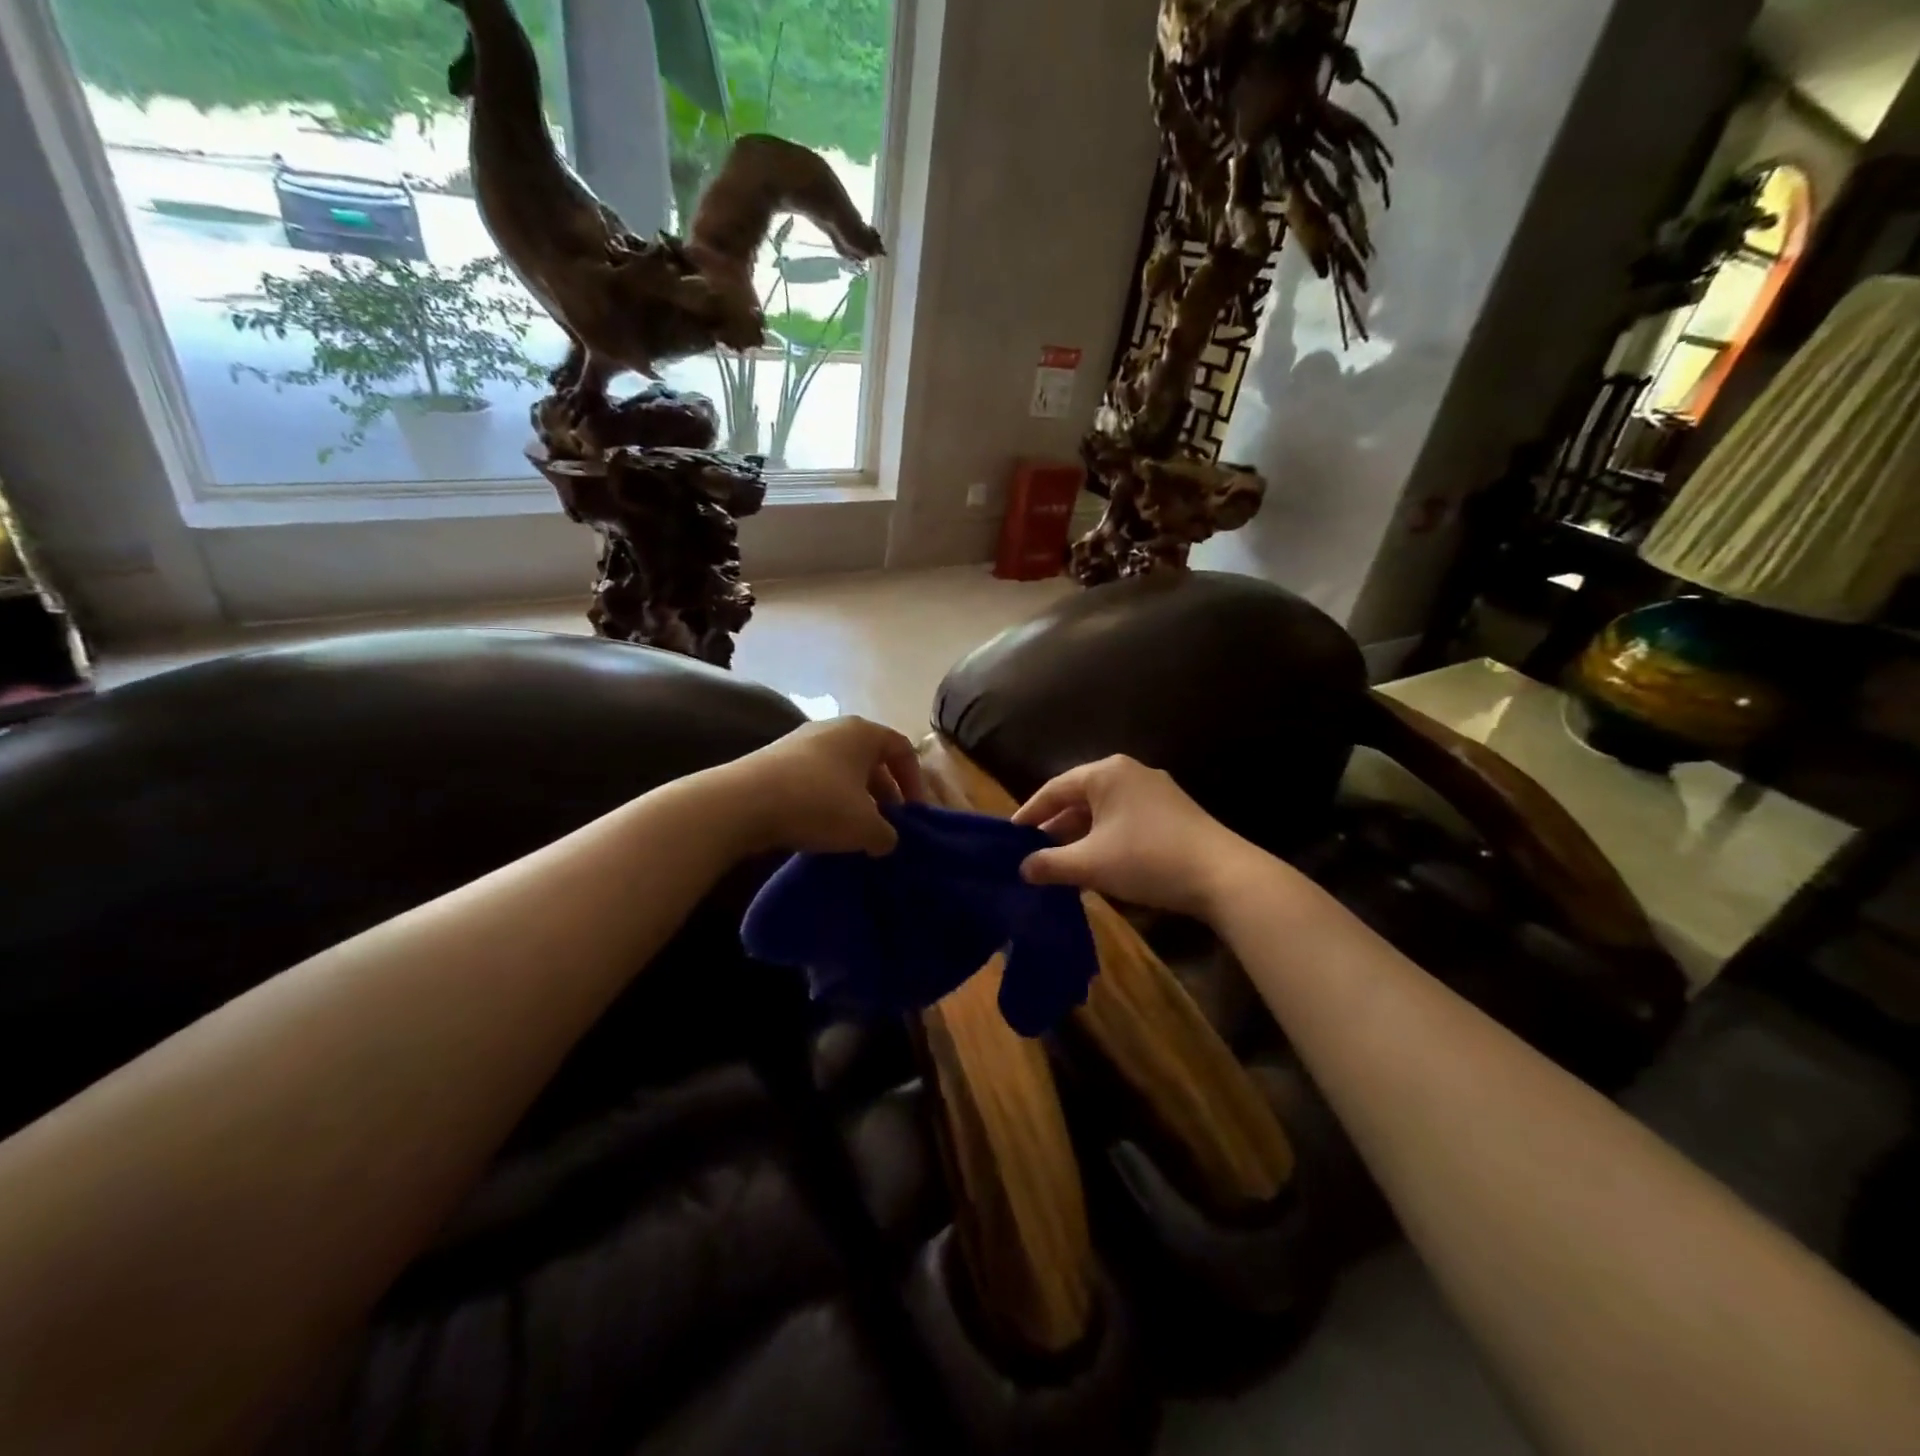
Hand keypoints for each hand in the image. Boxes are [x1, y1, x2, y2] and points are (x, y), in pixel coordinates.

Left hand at [714, 716, 926, 856]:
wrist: (742, 803)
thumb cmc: (818, 804)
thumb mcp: (865, 827)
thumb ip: (888, 835)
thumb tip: (886, 839)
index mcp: (863, 732)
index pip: (902, 749)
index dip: (914, 782)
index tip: (913, 814)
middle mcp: (834, 728)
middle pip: (871, 759)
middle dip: (883, 794)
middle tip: (886, 826)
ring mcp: (800, 742)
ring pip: (841, 770)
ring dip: (854, 799)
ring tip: (854, 831)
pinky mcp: (774, 760)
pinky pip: (814, 778)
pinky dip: (825, 800)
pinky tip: (821, 827)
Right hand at [1013, 755, 1260, 917]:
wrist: (1222, 875)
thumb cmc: (1147, 859)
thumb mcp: (1090, 863)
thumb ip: (1050, 864)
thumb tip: (1022, 868)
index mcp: (1106, 773)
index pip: (1055, 788)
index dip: (1030, 813)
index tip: (1011, 836)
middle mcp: (1130, 772)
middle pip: (1080, 797)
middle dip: (1056, 826)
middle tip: (1033, 852)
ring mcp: (1156, 791)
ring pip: (1104, 810)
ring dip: (1081, 835)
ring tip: (1061, 862)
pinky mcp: (1174, 812)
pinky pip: (1126, 819)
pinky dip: (1106, 838)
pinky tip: (1099, 863)